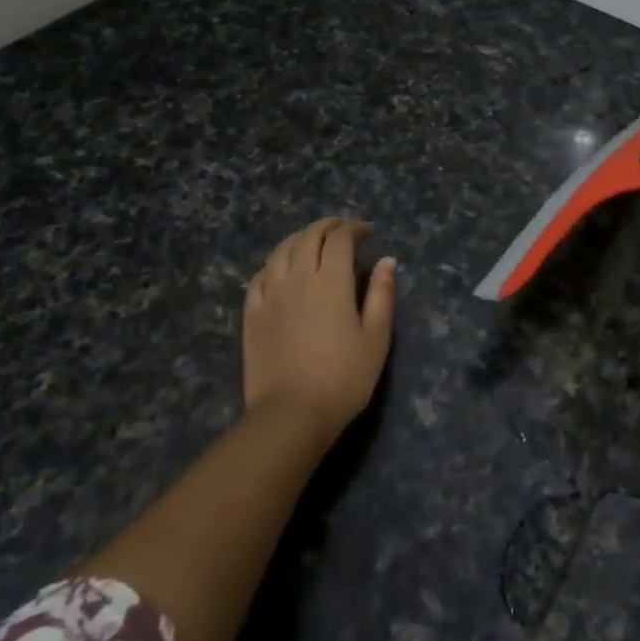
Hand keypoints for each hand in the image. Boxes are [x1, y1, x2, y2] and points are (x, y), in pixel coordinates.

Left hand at [243, 218, 395, 443]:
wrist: (291, 414)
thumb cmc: (343, 378)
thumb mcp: (376, 338)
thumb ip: (381, 295)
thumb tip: (387, 261)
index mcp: (331, 281)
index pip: (340, 239)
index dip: (354, 228)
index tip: (367, 232)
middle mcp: (298, 278)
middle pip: (308, 237)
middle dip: (327, 226)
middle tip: (342, 229)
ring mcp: (271, 295)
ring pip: (281, 251)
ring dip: (299, 238)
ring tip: (312, 241)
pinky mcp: (252, 314)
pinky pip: (260, 276)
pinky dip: (275, 263)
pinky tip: (281, 269)